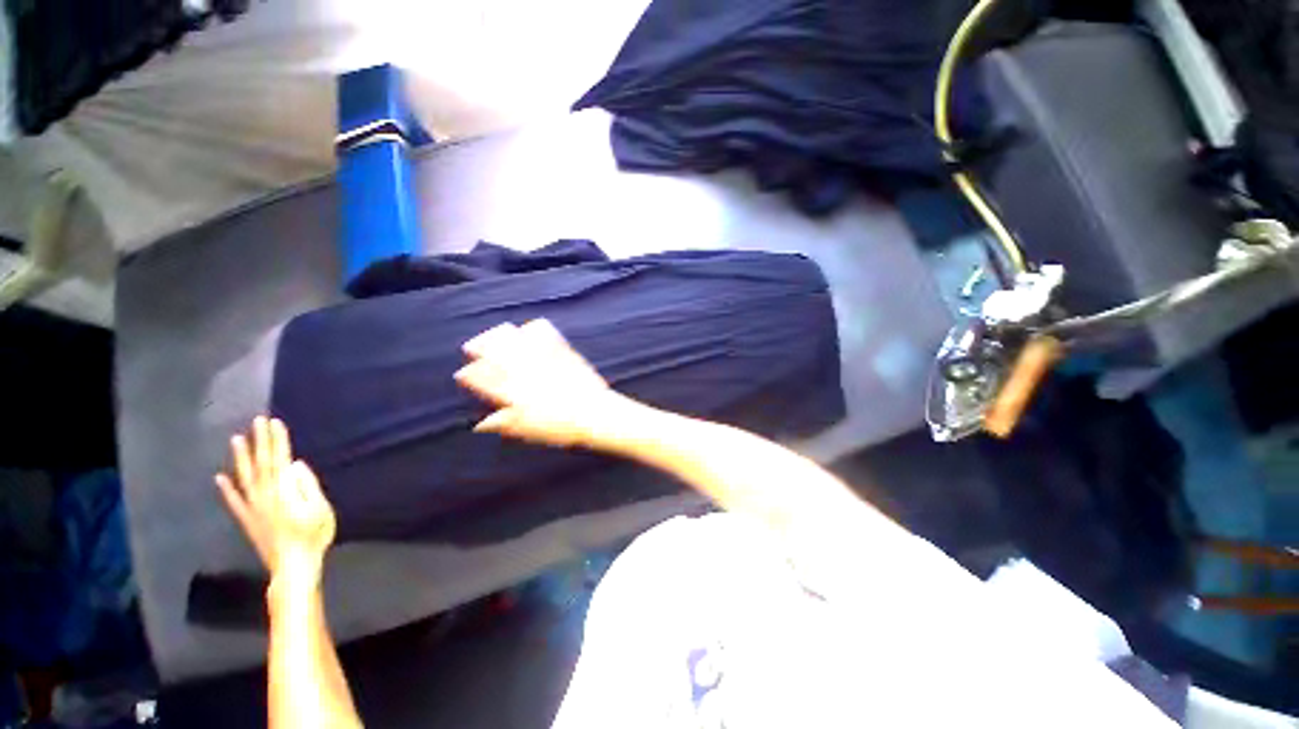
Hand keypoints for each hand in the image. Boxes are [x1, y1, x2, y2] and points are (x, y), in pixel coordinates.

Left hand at [216, 416, 336, 575]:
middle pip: (262, 463)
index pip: (280, 459)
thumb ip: (307, 486)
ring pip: (245, 477)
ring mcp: (253, 508)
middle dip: (261, 441)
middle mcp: (264, 495)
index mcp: (284, 491)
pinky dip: (226, 489)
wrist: (293, 566)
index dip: (278, 440)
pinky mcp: (247, 520)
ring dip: (241, 458)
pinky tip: (219, 478)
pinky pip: (234, 501)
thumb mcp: (320, 509)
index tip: (275, 422)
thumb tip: (295, 465)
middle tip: (258, 420)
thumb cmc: (313, 536)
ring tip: (237, 439)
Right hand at [454, 319, 625, 447]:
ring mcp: (541, 357)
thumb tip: (481, 424)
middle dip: (478, 346)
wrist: (593, 413)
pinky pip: (543, 331)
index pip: (479, 378)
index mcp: (510, 392)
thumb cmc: (560, 427)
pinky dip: (532, 328)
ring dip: (500, 334)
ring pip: (512, 336)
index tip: (464, 374)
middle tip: (473, 347)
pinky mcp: (559, 350)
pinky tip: (529, 329)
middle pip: (491, 350)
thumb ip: (503, 424)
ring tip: (497, 334)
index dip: (469, 375)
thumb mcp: (527, 430)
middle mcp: (521, 370)